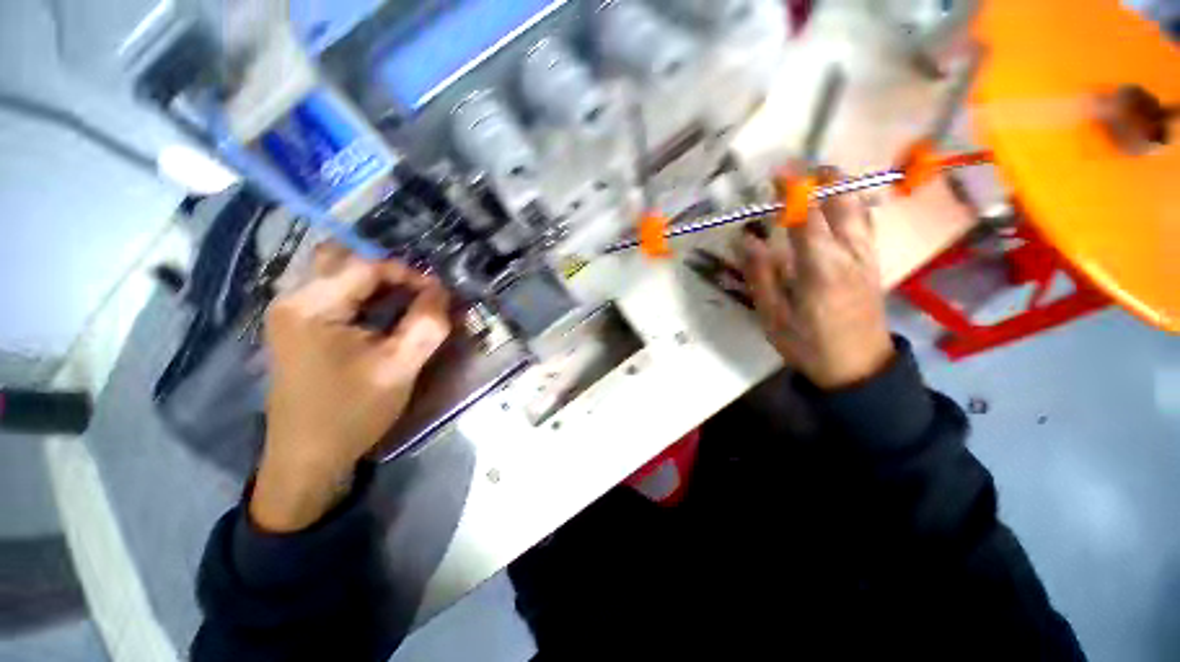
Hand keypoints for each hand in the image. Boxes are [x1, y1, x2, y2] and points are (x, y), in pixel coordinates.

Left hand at [251, 246, 450, 532]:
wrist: (308, 457)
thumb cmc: (352, 413)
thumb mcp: (399, 368)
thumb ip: (426, 325)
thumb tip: (442, 291)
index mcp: (312, 306)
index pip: (368, 265)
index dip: (410, 274)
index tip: (439, 296)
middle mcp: (293, 298)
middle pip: (346, 259)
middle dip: (390, 272)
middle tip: (420, 293)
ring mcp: (292, 311)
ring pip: (340, 274)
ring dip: (378, 283)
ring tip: (410, 303)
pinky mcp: (298, 325)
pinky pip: (335, 294)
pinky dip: (365, 296)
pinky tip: (385, 316)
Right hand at [741, 166, 893, 389]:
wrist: (860, 369)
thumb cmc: (809, 345)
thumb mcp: (773, 316)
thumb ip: (761, 275)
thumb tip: (746, 240)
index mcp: (821, 268)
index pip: (807, 217)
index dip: (793, 191)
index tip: (777, 172)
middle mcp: (850, 254)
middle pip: (843, 202)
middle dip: (823, 179)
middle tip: (798, 175)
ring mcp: (868, 257)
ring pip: (859, 209)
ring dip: (838, 189)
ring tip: (816, 184)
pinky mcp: (874, 264)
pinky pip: (865, 223)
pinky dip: (849, 206)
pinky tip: (834, 211)